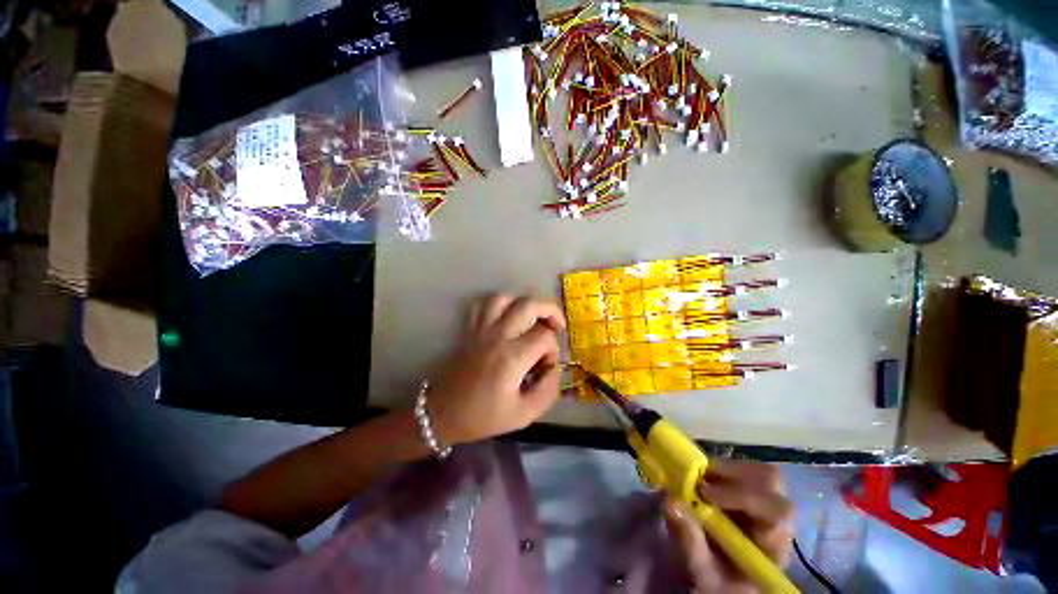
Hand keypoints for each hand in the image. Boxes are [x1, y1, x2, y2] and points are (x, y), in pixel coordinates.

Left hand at [426, 294, 565, 446]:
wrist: (442, 413)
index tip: (546, 366)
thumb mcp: (524, 415)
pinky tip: (506, 316)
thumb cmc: (483, 416)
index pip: (544, 337)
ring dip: (523, 303)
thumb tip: (555, 368)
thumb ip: (548, 391)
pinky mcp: (470, 329)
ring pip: (505, 297)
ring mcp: (481, 329)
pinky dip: (498, 303)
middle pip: (529, 305)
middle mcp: (498, 336)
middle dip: (549, 311)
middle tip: (555, 326)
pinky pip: (483, 304)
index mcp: (512, 357)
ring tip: (531, 318)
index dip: (553, 349)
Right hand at [663, 460, 793, 592]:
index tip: (704, 493)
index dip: (742, 496)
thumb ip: (690, 542)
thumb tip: (671, 501)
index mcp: (774, 545)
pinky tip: (702, 477)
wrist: (723, 582)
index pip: (775, 512)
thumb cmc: (718, 582)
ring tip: (698, 475)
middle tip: (699, 476)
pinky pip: (744, 470)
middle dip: (732, 473)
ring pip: (758, 471)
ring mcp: (766, 503)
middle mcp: (777, 520)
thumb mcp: (703, 571)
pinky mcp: (752, 493)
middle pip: (770, 482)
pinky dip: (721, 468)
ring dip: (726, 468)